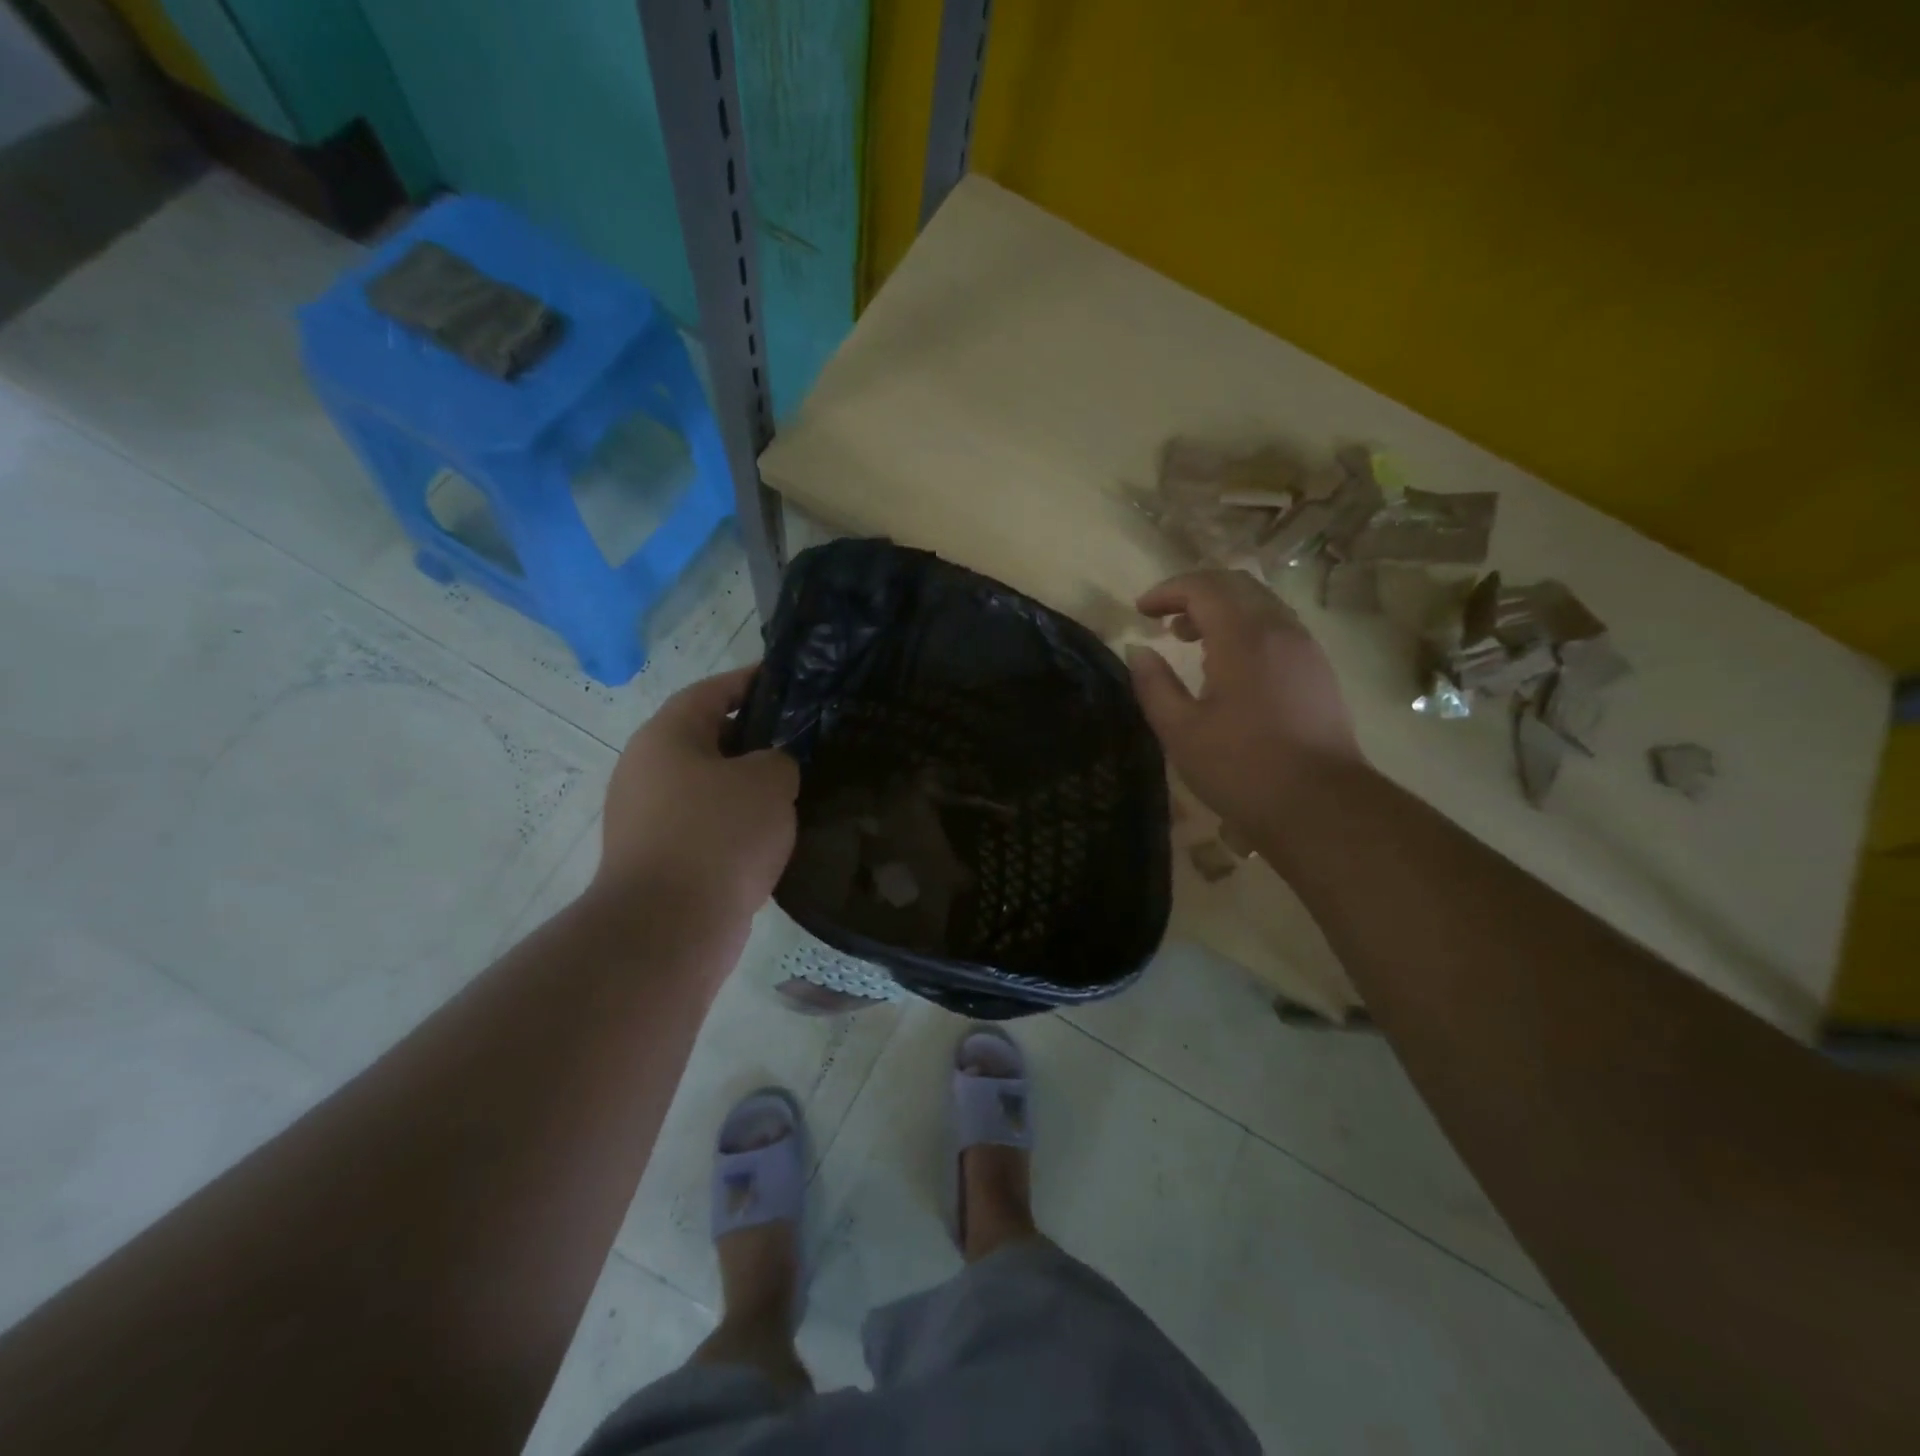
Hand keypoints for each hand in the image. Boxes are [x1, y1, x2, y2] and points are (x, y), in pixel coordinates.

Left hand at [595, 666, 798, 929]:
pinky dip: (733, 825)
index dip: (751, 682)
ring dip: (745, 787)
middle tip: (801, 743)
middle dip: (754, 739)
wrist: (668, 927)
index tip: (786, 682)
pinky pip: (703, 826)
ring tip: (793, 791)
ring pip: (707, 786)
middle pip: (707, 739)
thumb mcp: (769, 781)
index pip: (712, 692)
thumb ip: (780, 759)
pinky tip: (768, 837)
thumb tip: (770, 769)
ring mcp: (645, 817)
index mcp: (666, 736)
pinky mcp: (655, 858)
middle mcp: (646, 770)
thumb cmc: (719, 836)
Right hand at [1127, 570, 1362, 829]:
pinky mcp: (1318, 670)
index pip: (1203, 587)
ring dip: (1222, 609)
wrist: (1320, 805)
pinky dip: (1245, 627)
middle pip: (1236, 585)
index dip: (1167, 591)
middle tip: (1164, 619)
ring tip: (1191, 639)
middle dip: (1195, 592)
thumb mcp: (1181, 731)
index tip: (1140, 611)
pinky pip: (1278, 627)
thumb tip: (1138, 651)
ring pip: (1261, 604)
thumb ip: (1154, 684)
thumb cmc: (1241, 768)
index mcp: (1243, 637)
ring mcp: (1305, 648)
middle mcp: (1280, 630)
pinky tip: (1228, 665)